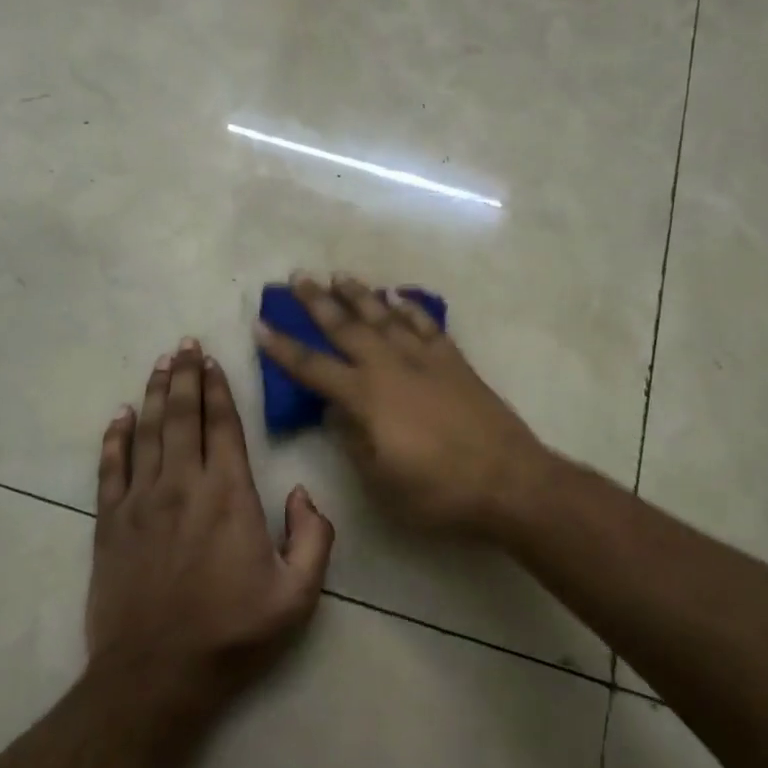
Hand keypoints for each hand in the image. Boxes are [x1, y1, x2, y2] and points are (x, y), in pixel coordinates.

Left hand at [87, 339, 334, 712]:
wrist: (156, 676)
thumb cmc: (232, 634)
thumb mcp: (298, 595)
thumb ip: (314, 536)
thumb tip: (304, 492)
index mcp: (229, 494)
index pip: (222, 425)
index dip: (218, 389)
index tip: (212, 361)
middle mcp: (183, 484)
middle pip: (182, 416)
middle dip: (185, 375)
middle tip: (184, 344)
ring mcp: (141, 501)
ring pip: (148, 432)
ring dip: (155, 394)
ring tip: (160, 364)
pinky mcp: (110, 523)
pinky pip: (110, 468)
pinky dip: (115, 438)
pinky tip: (119, 416)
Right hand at [254, 273, 554, 539]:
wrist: (507, 480)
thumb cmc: (437, 491)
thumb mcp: (380, 480)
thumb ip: (352, 440)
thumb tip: (332, 411)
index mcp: (366, 398)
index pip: (313, 367)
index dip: (283, 348)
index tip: (260, 324)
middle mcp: (390, 367)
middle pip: (346, 327)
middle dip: (317, 301)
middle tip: (297, 277)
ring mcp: (425, 359)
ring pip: (384, 316)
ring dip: (359, 295)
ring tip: (338, 276)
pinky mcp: (454, 360)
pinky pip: (425, 324)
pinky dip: (409, 307)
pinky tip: (398, 296)